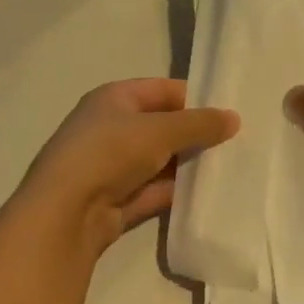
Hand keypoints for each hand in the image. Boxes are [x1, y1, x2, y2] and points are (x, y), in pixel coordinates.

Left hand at [17, 78, 239, 258]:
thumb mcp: (160, 131)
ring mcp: (112, 166)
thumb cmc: (109, 152)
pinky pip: (154, 191)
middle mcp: (111, 128)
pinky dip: (177, 192)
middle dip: (195, 134)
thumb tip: (234, 118)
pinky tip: (209, 195)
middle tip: (237, 142)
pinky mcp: (117, 200)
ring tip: (230, 168)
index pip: (162, 90)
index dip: (194, 98)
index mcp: (114, 99)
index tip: (229, 112)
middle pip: (162, 126)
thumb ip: (198, 124)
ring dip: (188, 165)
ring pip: (160, 161)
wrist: (65, 212)